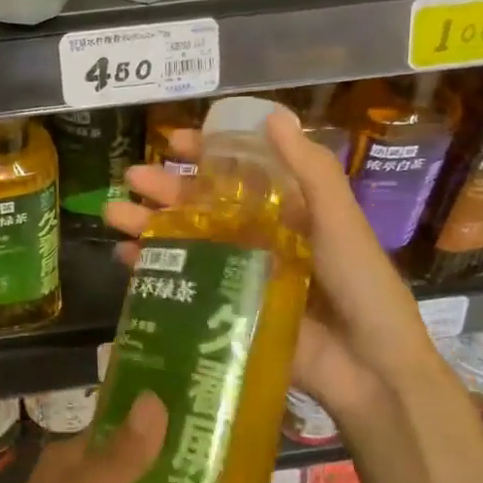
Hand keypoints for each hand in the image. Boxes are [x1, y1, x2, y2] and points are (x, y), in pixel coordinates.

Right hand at [105, 109, 458, 433]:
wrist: (368, 367)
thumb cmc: (360, 284)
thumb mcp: (340, 220)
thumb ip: (310, 170)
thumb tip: (272, 115)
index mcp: (285, 210)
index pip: (237, 172)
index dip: (205, 153)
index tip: (173, 141)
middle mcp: (255, 236)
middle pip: (201, 205)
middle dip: (164, 188)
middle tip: (132, 177)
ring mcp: (235, 274)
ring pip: (183, 240)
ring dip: (147, 224)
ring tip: (113, 213)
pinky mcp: (221, 310)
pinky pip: (179, 283)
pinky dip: (150, 269)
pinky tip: (125, 257)